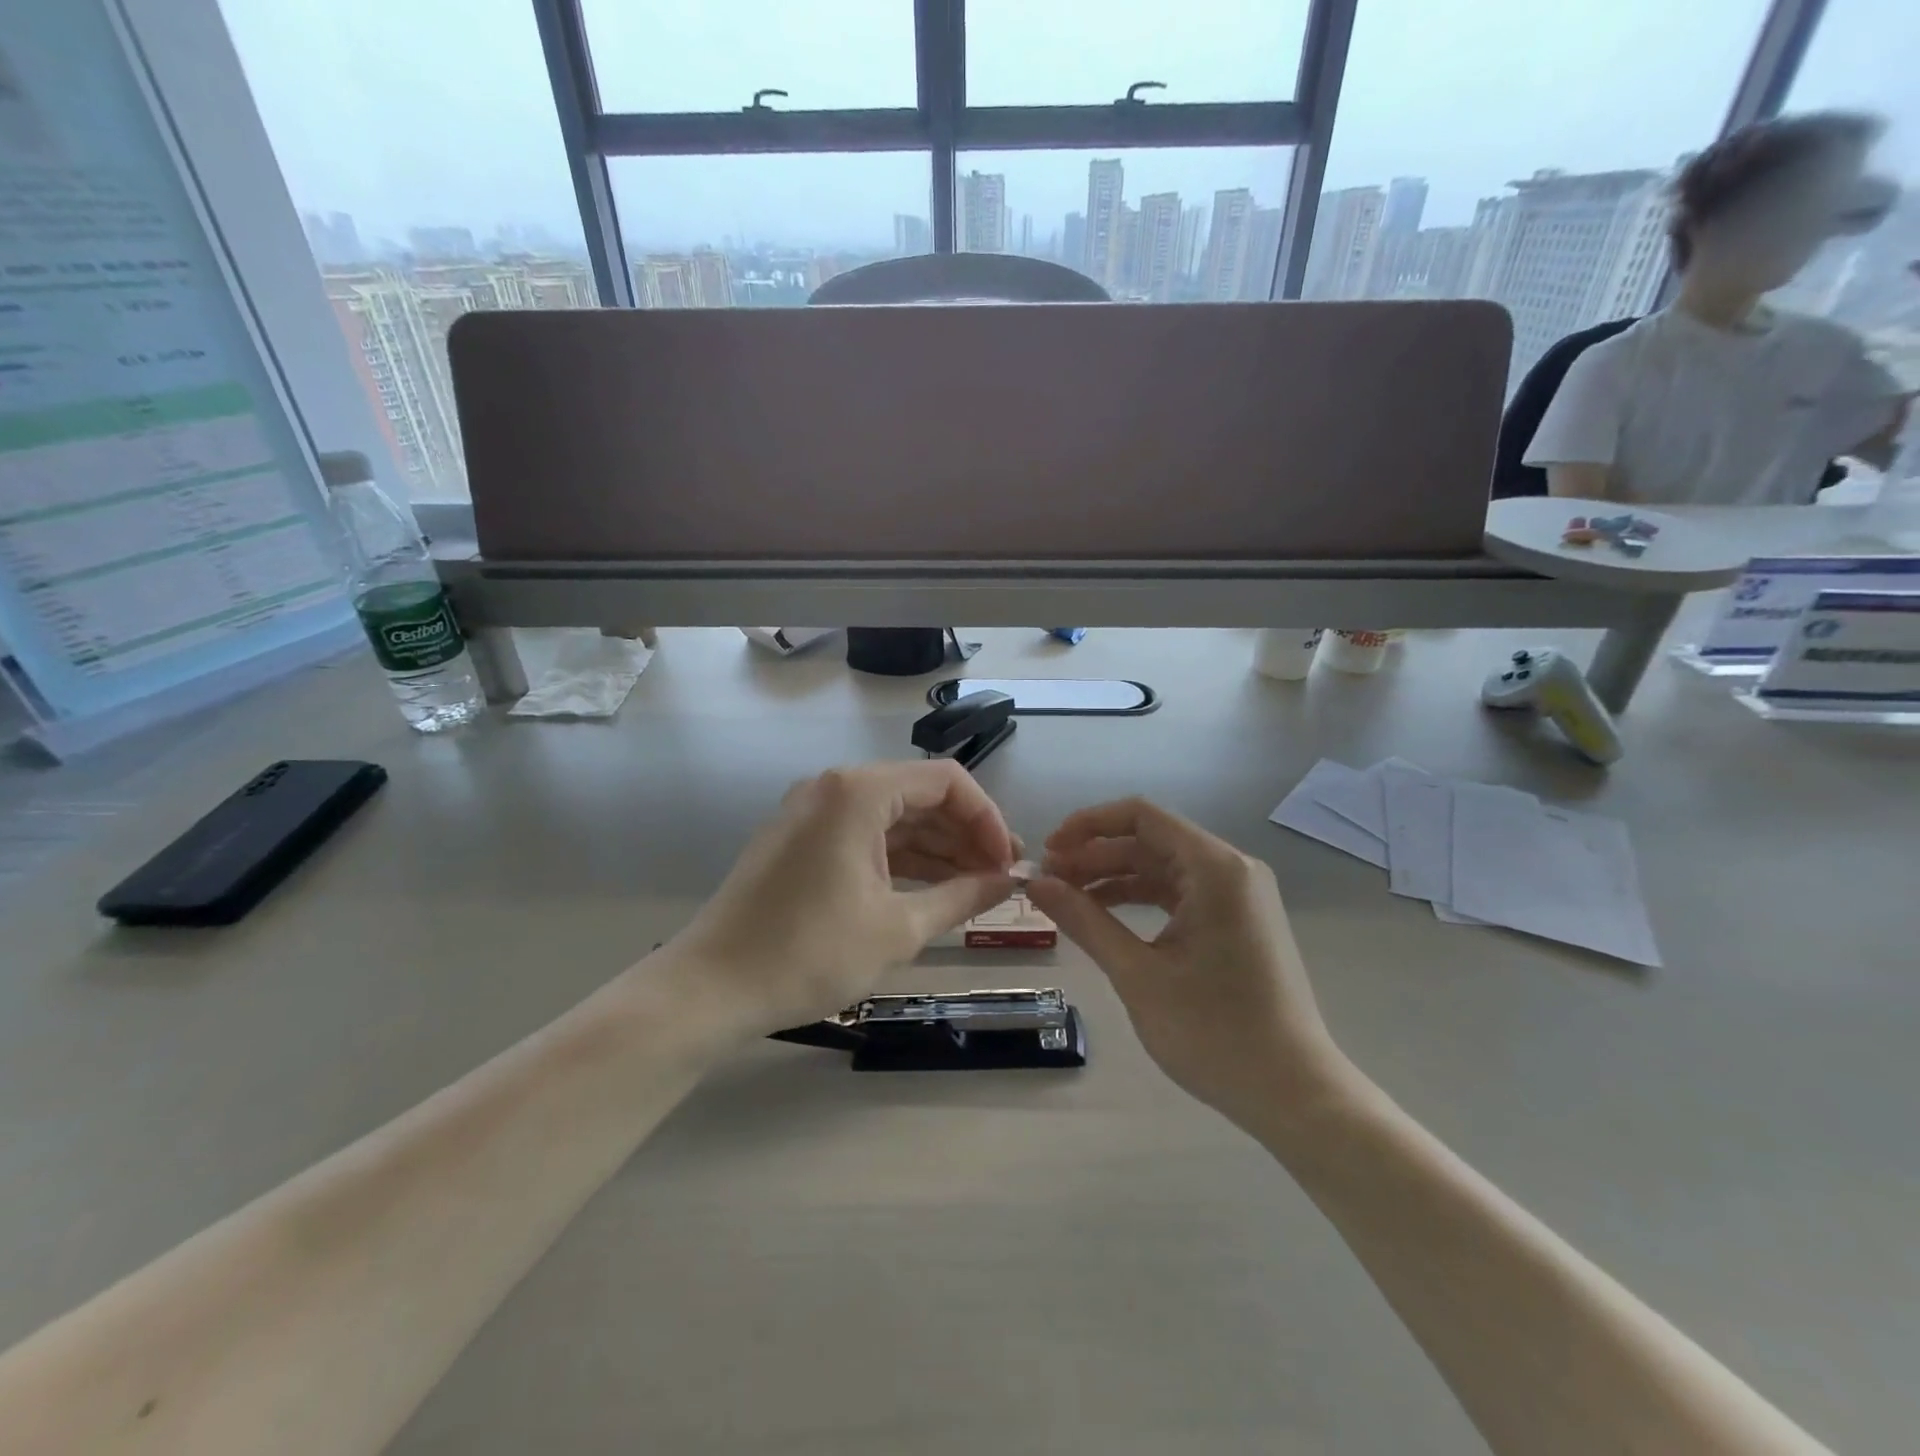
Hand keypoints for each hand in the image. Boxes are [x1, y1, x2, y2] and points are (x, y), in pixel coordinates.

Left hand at [665, 761, 1018, 1038]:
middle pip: (920, 796)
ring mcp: (812, 812)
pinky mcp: (800, 840)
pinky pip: (865, 835)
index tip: (1008, 864)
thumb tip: (1007, 882)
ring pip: (893, 818)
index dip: (988, 819)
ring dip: (936, 849)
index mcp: (859, 791)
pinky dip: (900, 859)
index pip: (947, 782)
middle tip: (999, 879)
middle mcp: (835, 787)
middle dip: (965, 835)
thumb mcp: (898, 928)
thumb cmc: (810, 954)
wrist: (711, 989)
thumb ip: (962, 896)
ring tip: (975, 888)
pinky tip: (931, 889)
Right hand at [1026, 798, 1351, 1132]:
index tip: (1048, 851)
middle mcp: (1231, 869)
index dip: (1087, 826)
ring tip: (1067, 899)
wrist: (1293, 1094)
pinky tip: (1105, 917)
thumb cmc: (1214, 1032)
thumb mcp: (1137, 973)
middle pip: (1150, 840)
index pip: (1140, 816)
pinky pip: (1180, 893)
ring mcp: (1239, 896)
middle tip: (1048, 882)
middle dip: (1095, 856)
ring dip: (1114, 878)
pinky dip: (1141, 899)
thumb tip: (1036, 883)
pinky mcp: (1239, 921)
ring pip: (1163, 868)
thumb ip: (1084, 920)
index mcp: (1214, 868)